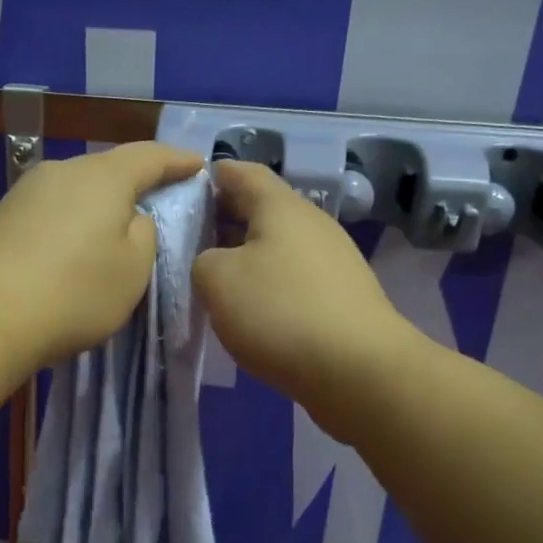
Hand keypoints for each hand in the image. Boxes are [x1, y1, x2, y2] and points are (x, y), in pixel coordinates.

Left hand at [0, 142, 204, 374]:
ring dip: (99, 206)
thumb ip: (144, 234)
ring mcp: (24, 192)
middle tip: (157, 201)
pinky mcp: (0, 218)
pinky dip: (70, 224)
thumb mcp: (133, 271)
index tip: (198, 165)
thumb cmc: (74, 294)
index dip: (177, 160)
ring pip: (76, 190)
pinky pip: (50, 211)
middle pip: (108, 169)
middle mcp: (61, 171)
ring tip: (112, 232)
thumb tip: (130, 218)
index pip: (149, 156)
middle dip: (135, 183)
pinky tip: (71, 250)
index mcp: (102, 177)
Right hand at [192, 161, 411, 426]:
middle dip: (224, 219)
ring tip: (215, 277)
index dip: (211, 176)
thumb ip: (202, 260)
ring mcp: (332, 260)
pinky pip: (294, 276)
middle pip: (262, 209)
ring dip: (246, 254)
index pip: (242, 173)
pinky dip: (269, 282)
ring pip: (278, 245)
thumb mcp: (217, 281)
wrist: (358, 370)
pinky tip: (251, 309)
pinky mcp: (342, 296)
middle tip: (189, 239)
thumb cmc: (280, 312)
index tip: (183, 190)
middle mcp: (311, 224)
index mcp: (281, 207)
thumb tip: (213, 263)